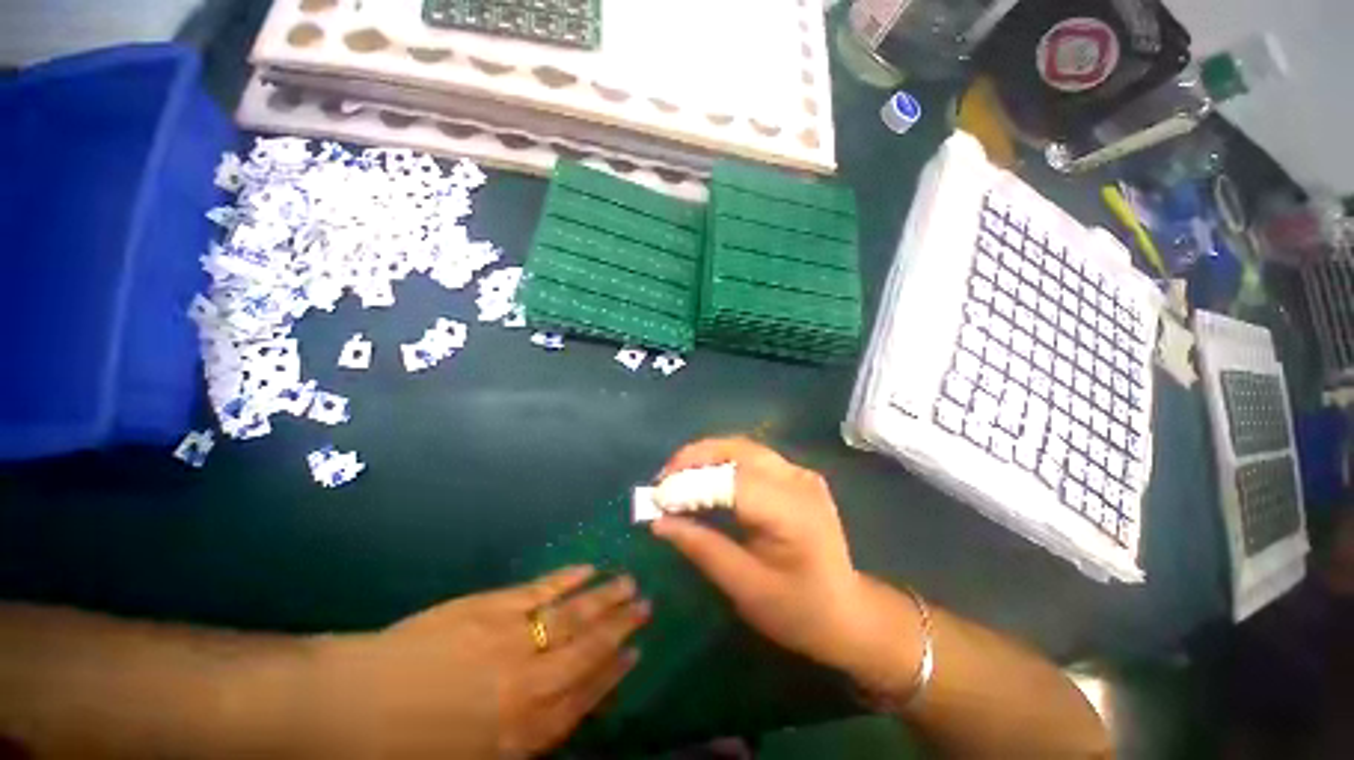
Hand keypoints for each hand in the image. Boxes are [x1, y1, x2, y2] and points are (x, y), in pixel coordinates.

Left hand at [313, 567, 648, 758]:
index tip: (637, 653)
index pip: (585, 697)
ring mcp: (512, 638)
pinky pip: (541, 591)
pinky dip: (568, 578)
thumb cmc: (406, 750)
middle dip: (620, 627)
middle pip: (588, 649)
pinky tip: (587, 568)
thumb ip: (520, 741)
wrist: (351, 706)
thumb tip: (560, 712)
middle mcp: (528, 683)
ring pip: (573, 615)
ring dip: (604, 597)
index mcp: (521, 731)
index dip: (614, 674)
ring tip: (629, 583)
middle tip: (646, 606)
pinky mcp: (492, 607)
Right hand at [651, 438, 921, 695]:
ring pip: (742, 446)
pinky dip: (721, 461)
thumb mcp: (745, 589)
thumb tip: (659, 522)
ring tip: (676, 477)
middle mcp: (798, 480)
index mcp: (793, 512)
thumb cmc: (799, 611)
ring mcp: (800, 472)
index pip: (733, 481)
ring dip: (705, 455)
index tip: (656, 497)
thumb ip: (702, 549)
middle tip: (662, 480)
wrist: (847, 612)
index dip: (691, 484)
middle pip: (737, 449)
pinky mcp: (795, 473)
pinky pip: (750, 456)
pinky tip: (704, 478)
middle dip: (694, 458)